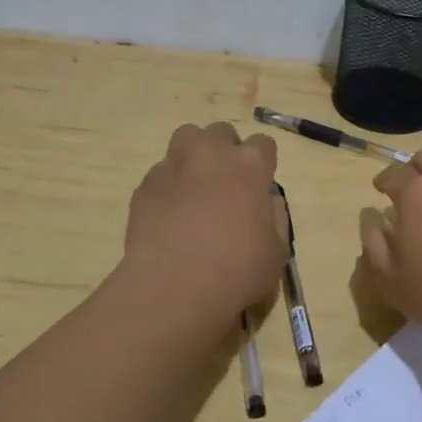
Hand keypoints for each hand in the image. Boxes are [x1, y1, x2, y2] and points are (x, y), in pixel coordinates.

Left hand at [124, 122, 284, 325]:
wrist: (174, 288)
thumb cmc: (237, 272)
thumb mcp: (276, 252)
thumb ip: (274, 218)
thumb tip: (267, 202)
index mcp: (250, 166)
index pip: (264, 144)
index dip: (264, 163)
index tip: (260, 185)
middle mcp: (211, 155)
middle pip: (221, 132)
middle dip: (226, 151)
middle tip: (227, 183)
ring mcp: (174, 166)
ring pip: (186, 138)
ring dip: (195, 155)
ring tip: (196, 187)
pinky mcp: (145, 185)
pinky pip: (161, 173)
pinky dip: (169, 185)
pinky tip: (171, 215)